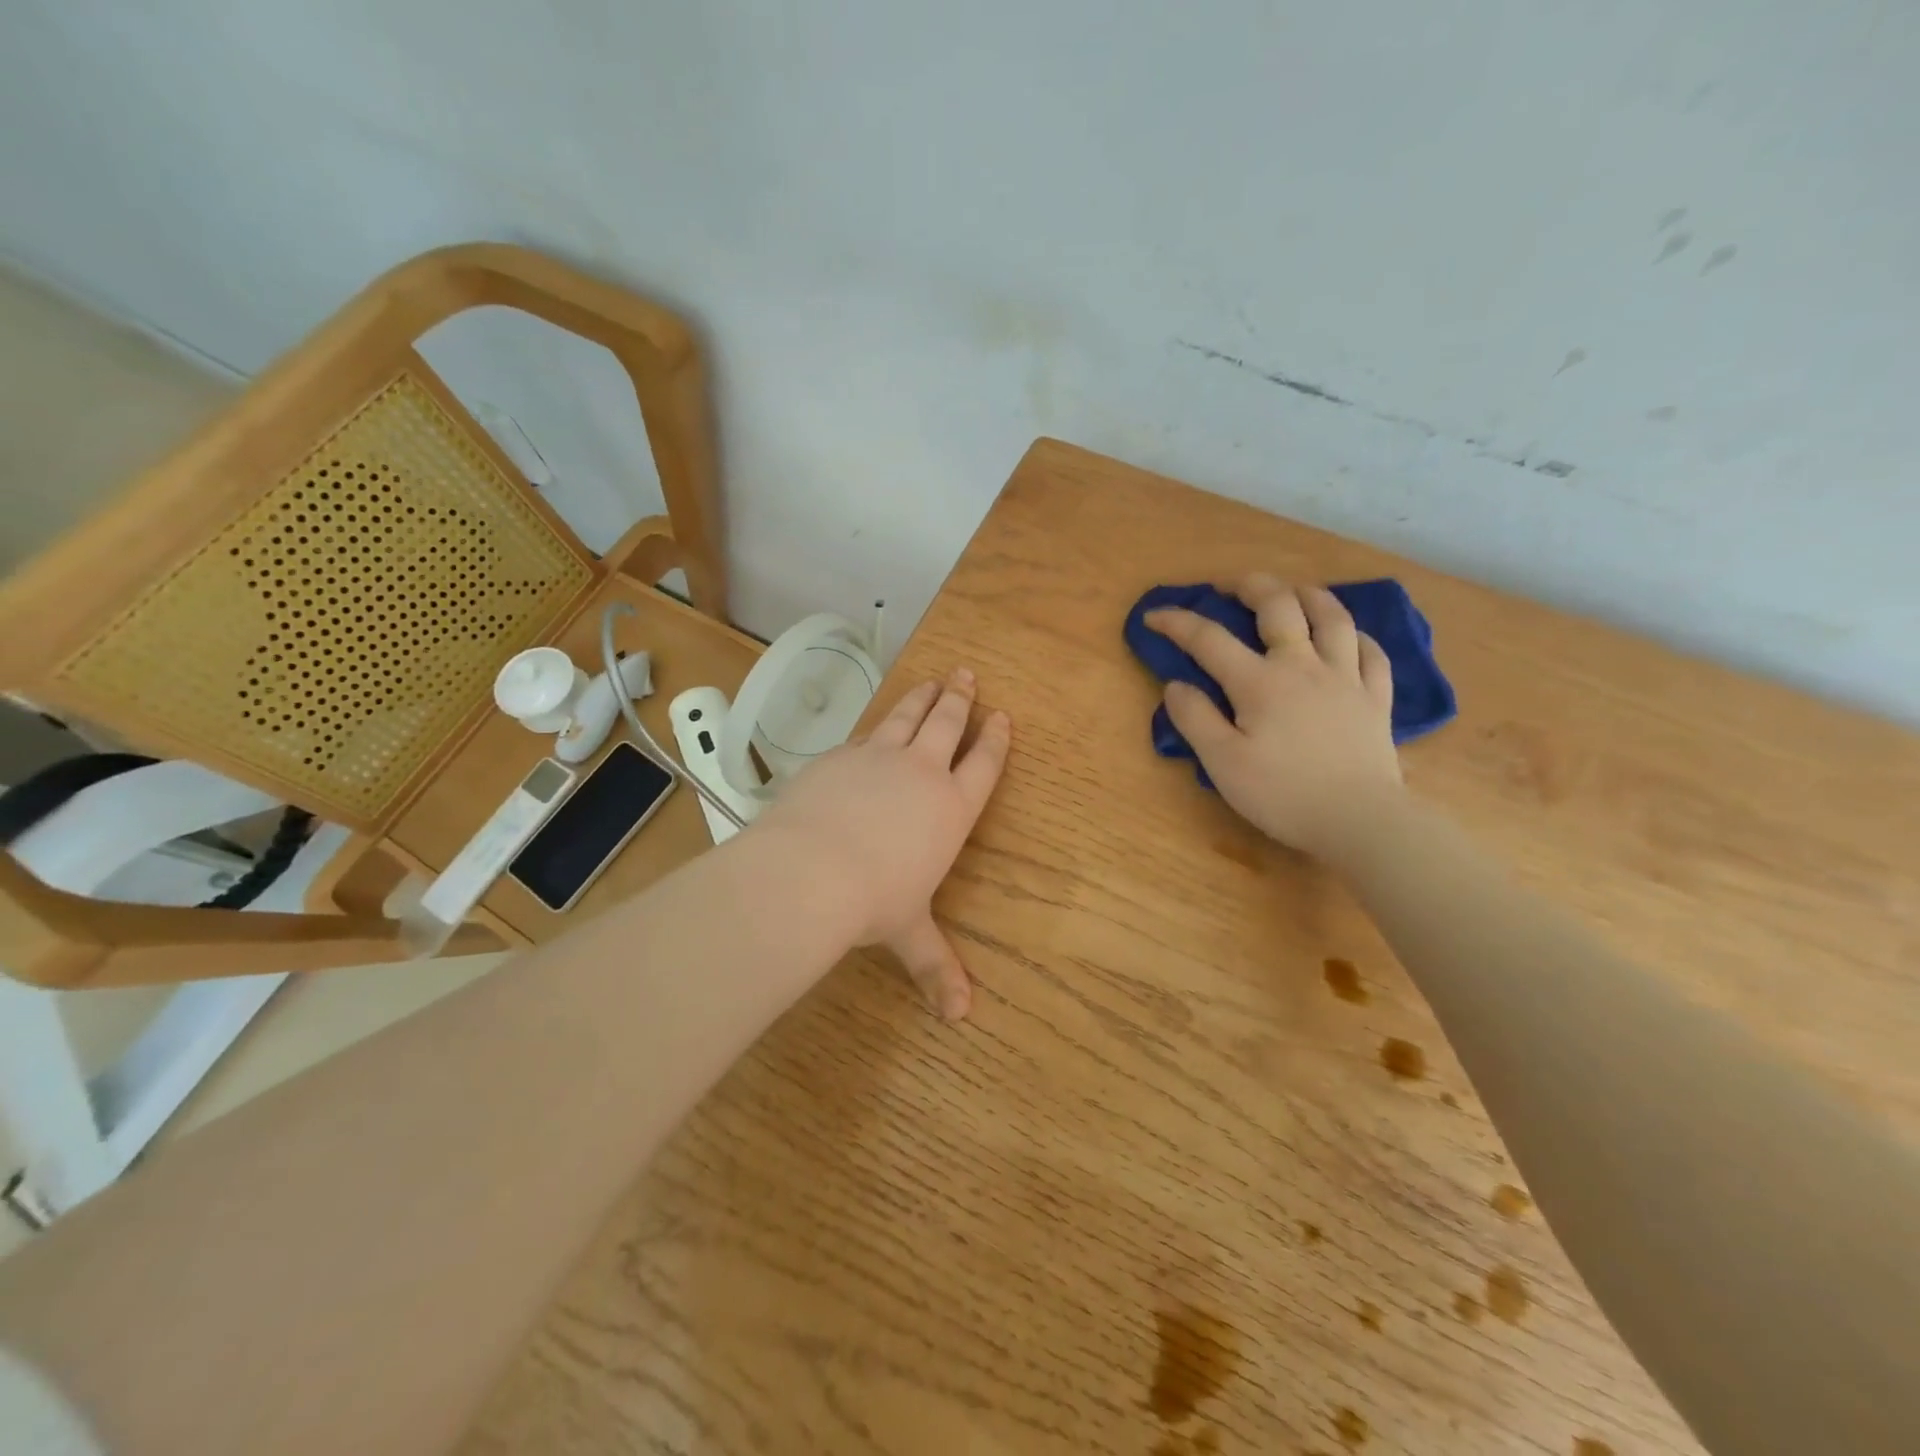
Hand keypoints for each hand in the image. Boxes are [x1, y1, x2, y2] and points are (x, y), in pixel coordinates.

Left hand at [753, 669, 1010, 1018]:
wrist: (810, 871)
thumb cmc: (874, 902)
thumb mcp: (908, 933)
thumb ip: (935, 966)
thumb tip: (959, 1017)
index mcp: (951, 809)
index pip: (983, 764)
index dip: (995, 739)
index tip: (1002, 715)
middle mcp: (920, 773)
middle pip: (947, 724)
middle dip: (960, 699)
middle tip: (967, 676)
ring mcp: (878, 758)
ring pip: (907, 716)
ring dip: (922, 697)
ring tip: (933, 680)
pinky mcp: (840, 756)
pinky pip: (866, 733)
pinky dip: (877, 726)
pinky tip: (875, 726)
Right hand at [1145, 574, 1402, 858]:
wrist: (1359, 821)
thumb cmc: (1282, 794)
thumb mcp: (1222, 763)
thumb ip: (1195, 719)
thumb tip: (1176, 685)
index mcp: (1259, 682)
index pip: (1209, 639)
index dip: (1177, 622)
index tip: (1153, 616)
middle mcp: (1303, 666)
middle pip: (1279, 606)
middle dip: (1249, 586)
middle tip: (1229, 585)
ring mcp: (1346, 678)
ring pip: (1332, 617)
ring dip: (1308, 595)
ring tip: (1291, 592)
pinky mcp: (1375, 699)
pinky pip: (1371, 652)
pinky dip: (1355, 635)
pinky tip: (1346, 635)